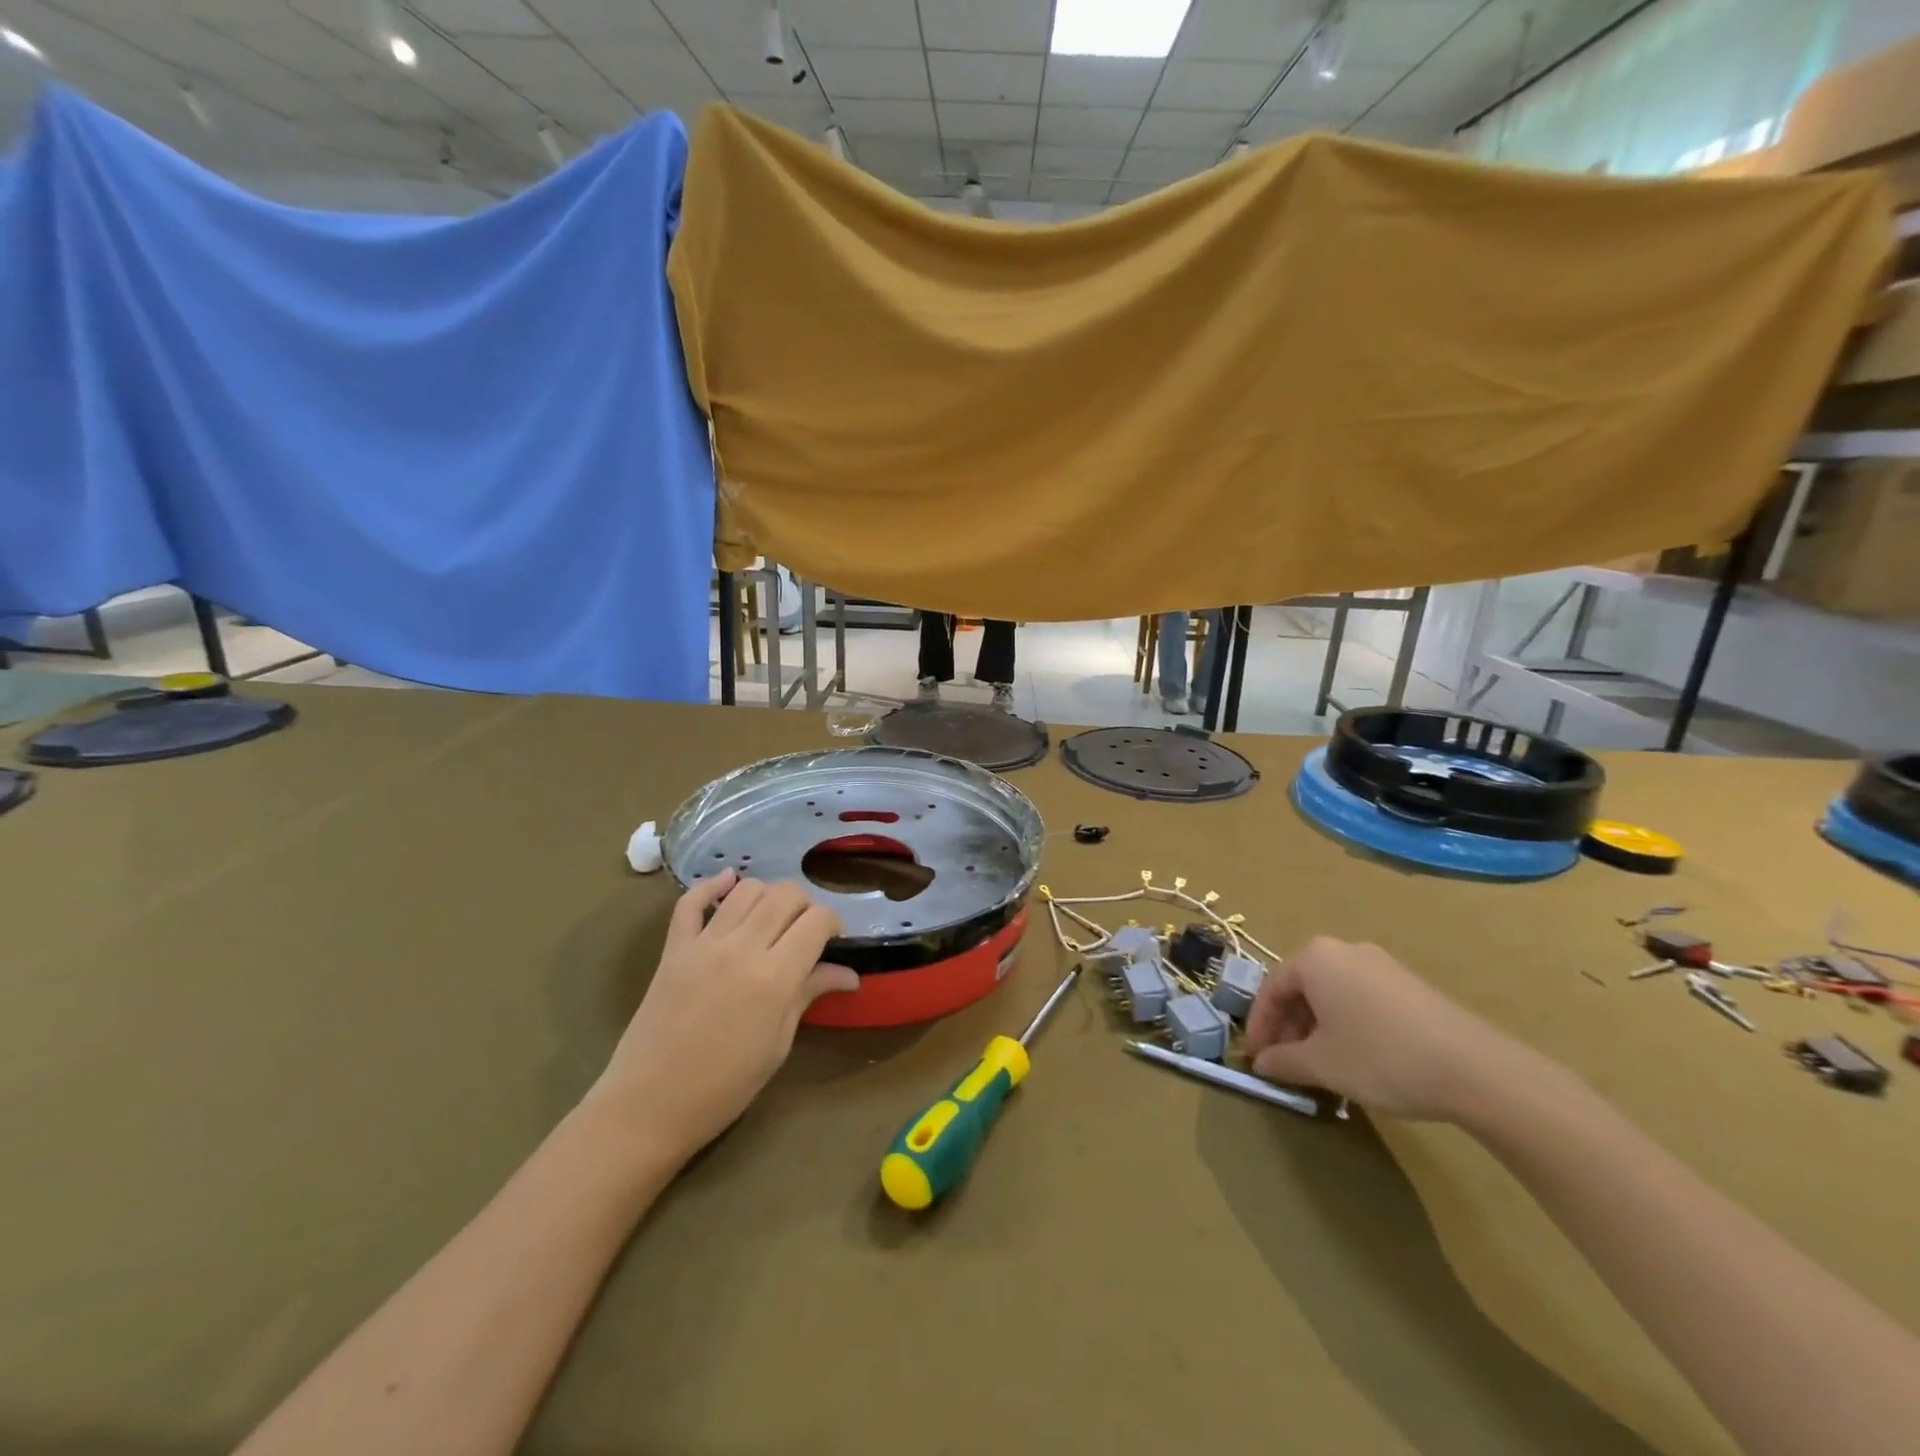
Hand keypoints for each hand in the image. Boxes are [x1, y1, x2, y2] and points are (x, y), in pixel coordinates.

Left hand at [585, 870, 856, 1161]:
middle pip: (786, 895)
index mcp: (775, 977)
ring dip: (768, 896)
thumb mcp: (777, 1044)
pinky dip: (712, 885)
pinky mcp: (674, 947)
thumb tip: (849, 974)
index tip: (834, 942)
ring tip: (771, 920)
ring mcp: (704, 943)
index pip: (817, 920)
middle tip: (805, 933)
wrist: (648, 1106)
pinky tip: (728, 883)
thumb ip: (809, 994)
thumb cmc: (724, 1087)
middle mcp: (742, 948)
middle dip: (806, 906)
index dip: (833, 924)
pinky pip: (691, 901)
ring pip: (747, 890)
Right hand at [1243, 937, 1538, 1121]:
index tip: (1256, 1059)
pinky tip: (1355, 1058)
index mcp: (1315, 958)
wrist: (1475, 1069)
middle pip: (1301, 988)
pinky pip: (1360, 999)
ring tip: (1319, 1066)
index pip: (1271, 988)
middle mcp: (1344, 950)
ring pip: (1331, 994)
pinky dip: (1346, 1024)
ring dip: (1316, 1028)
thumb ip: (1284, 1061)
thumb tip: (1263, 1064)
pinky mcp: (1408, 985)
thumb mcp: (1322, 1065)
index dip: (1259, 1026)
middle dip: (1289, 1027)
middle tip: (1286, 1064)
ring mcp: (1381, 965)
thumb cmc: (1381, 1057)